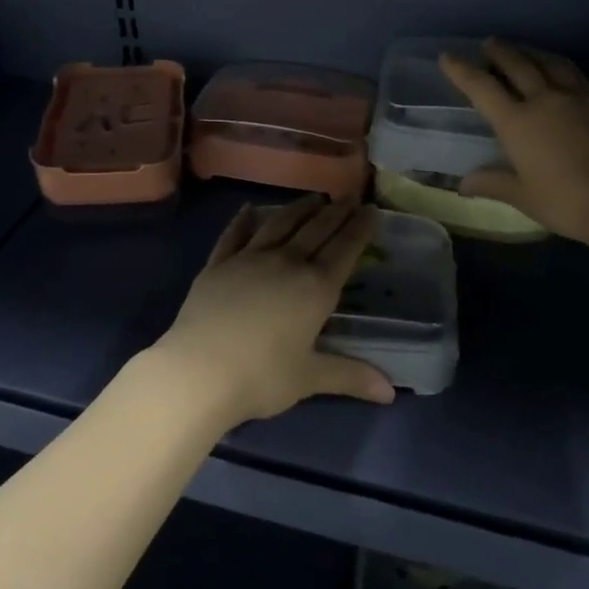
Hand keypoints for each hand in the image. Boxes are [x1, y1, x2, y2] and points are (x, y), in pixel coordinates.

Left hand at [149, 196, 396, 426]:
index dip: (360, 229)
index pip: (345, 249)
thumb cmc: (261, 377)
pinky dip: (244, 220)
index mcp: (315, 288)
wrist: (198, 372)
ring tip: (313, 198)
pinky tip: (250, 209)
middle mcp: (286, 264)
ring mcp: (248, 260)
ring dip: (299, 209)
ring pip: (279, 225)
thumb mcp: (310, 378)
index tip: (372, 210)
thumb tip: (390, 392)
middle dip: (336, 212)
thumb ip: (350, 376)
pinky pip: (235, 235)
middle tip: (350, 196)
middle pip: (316, 230)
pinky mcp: (217, 265)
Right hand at [440, 40, 588, 246]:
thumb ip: (493, 183)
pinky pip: (578, 75)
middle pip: (518, 65)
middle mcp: (544, 100)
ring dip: (533, 53)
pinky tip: (563, 72)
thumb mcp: (523, 197)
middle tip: (489, 43)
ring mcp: (578, 98)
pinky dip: (562, 68)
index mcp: (516, 122)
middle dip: (500, 52)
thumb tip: (463, 183)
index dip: (462, 71)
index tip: (448, 56)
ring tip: (524, 50)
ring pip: (551, 64)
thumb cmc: (566, 201)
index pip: (482, 88)